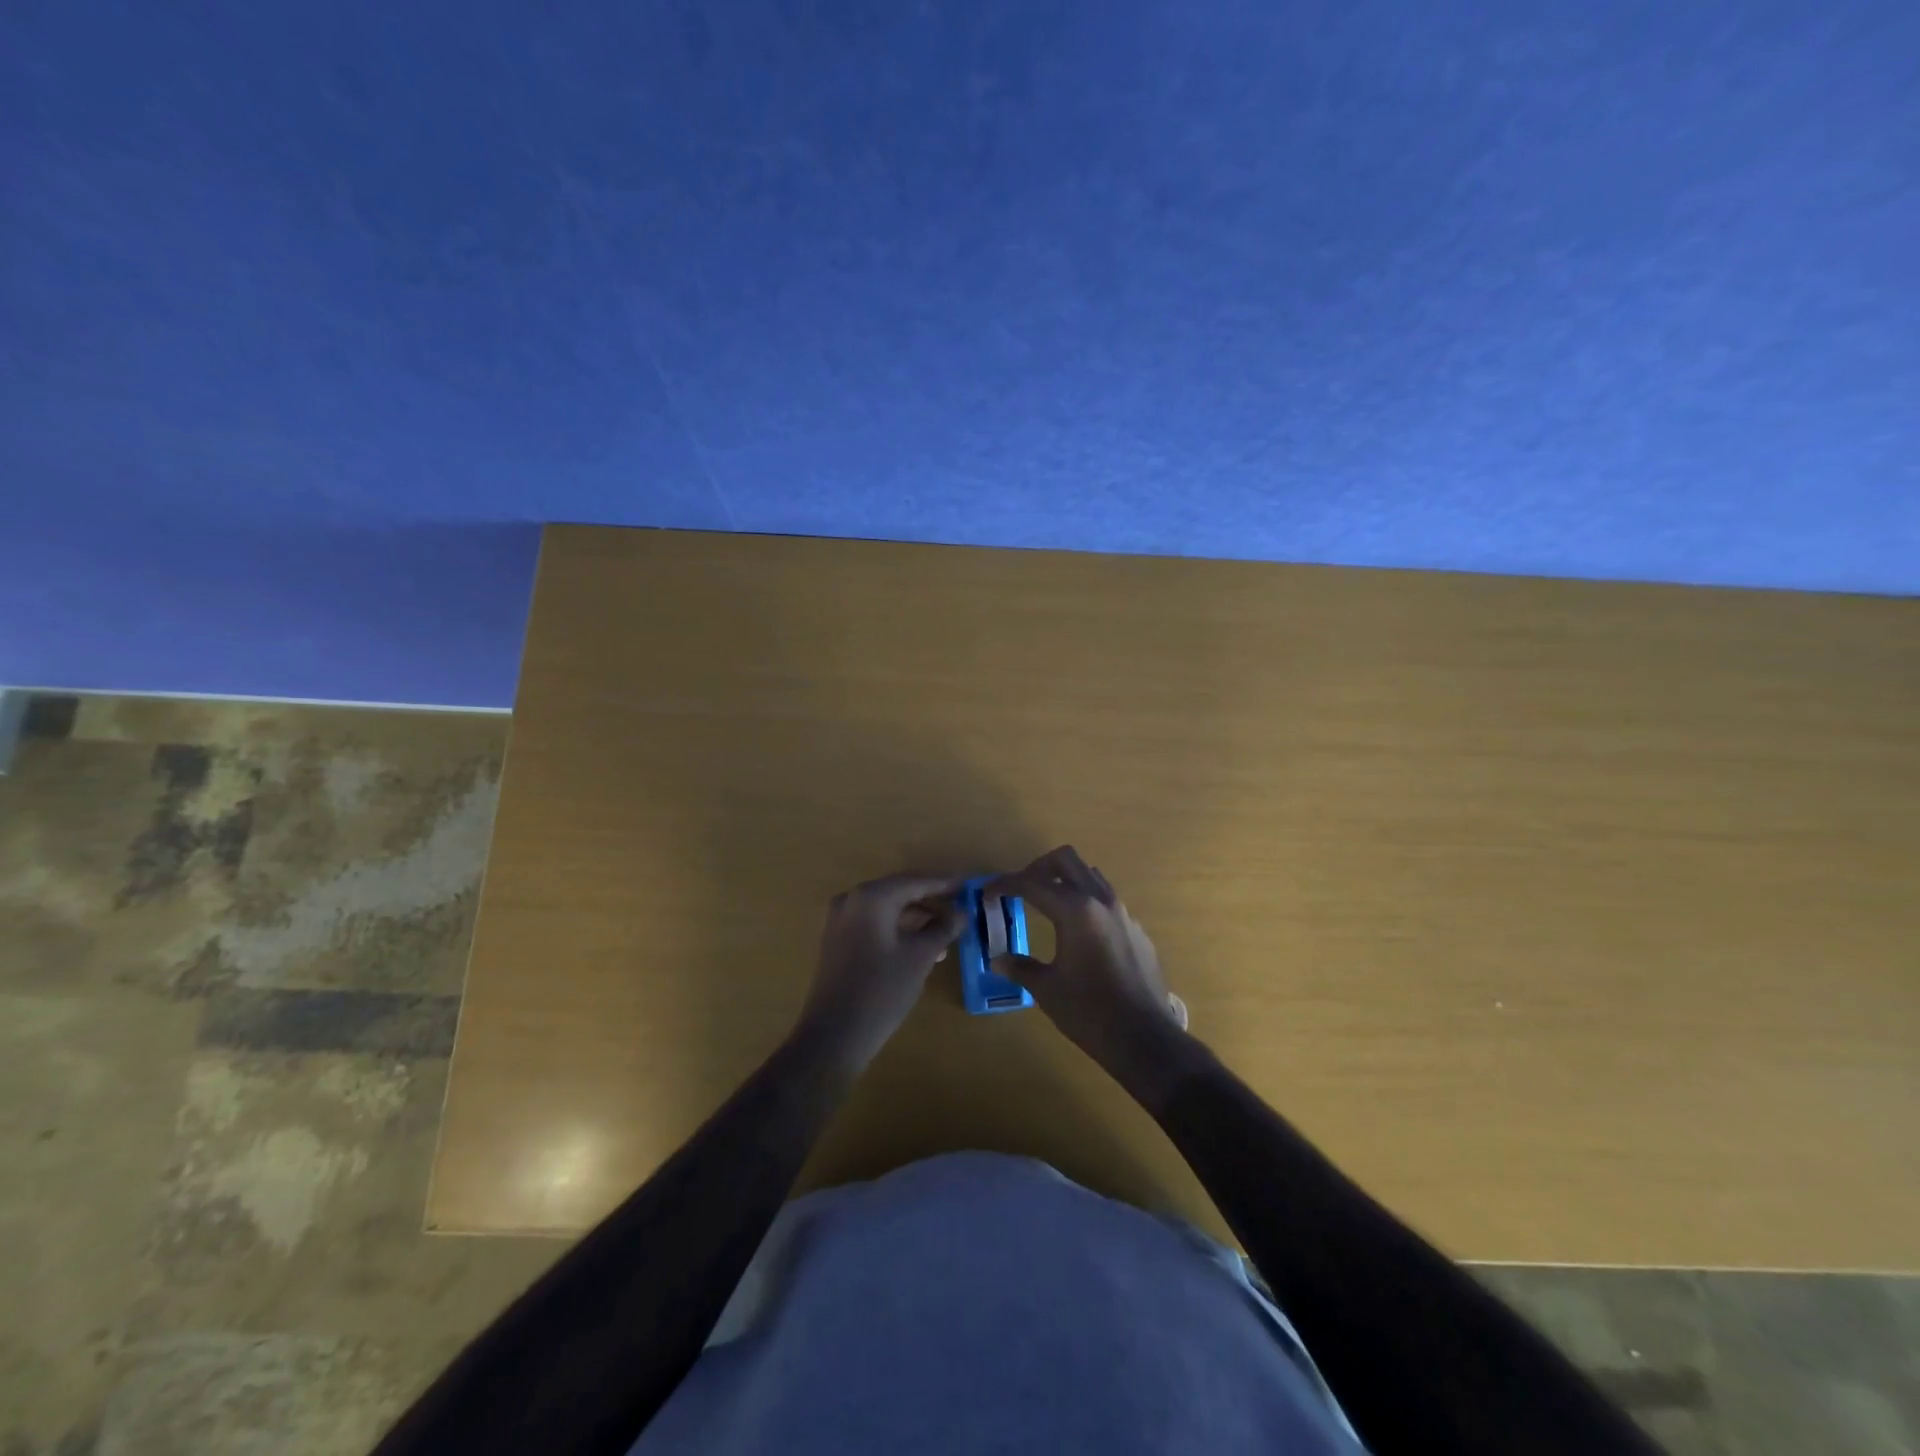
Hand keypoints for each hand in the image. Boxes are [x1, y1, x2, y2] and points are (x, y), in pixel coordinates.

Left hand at [795, 873, 965, 1074]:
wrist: (834, 1035)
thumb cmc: (881, 990)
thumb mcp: (920, 957)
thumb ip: (943, 928)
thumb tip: (961, 912)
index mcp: (872, 897)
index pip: (916, 882)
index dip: (945, 884)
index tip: (969, 885)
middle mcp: (853, 900)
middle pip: (900, 892)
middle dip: (931, 901)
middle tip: (961, 906)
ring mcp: (841, 920)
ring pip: (887, 909)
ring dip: (916, 917)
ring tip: (947, 932)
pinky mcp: (838, 940)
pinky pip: (874, 924)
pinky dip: (898, 929)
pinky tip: (922, 946)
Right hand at [989, 846, 1189, 1083]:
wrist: (1145, 1039)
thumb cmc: (1089, 1012)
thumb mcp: (1047, 989)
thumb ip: (1020, 967)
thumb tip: (997, 959)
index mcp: (1076, 911)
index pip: (1032, 883)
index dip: (1005, 884)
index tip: (988, 892)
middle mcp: (1101, 901)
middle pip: (1066, 860)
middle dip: (1038, 867)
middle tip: (1021, 889)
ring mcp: (1123, 913)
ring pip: (1090, 875)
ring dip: (1065, 880)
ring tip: (1048, 905)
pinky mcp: (1137, 930)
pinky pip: (1107, 901)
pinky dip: (1086, 903)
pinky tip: (1078, 934)